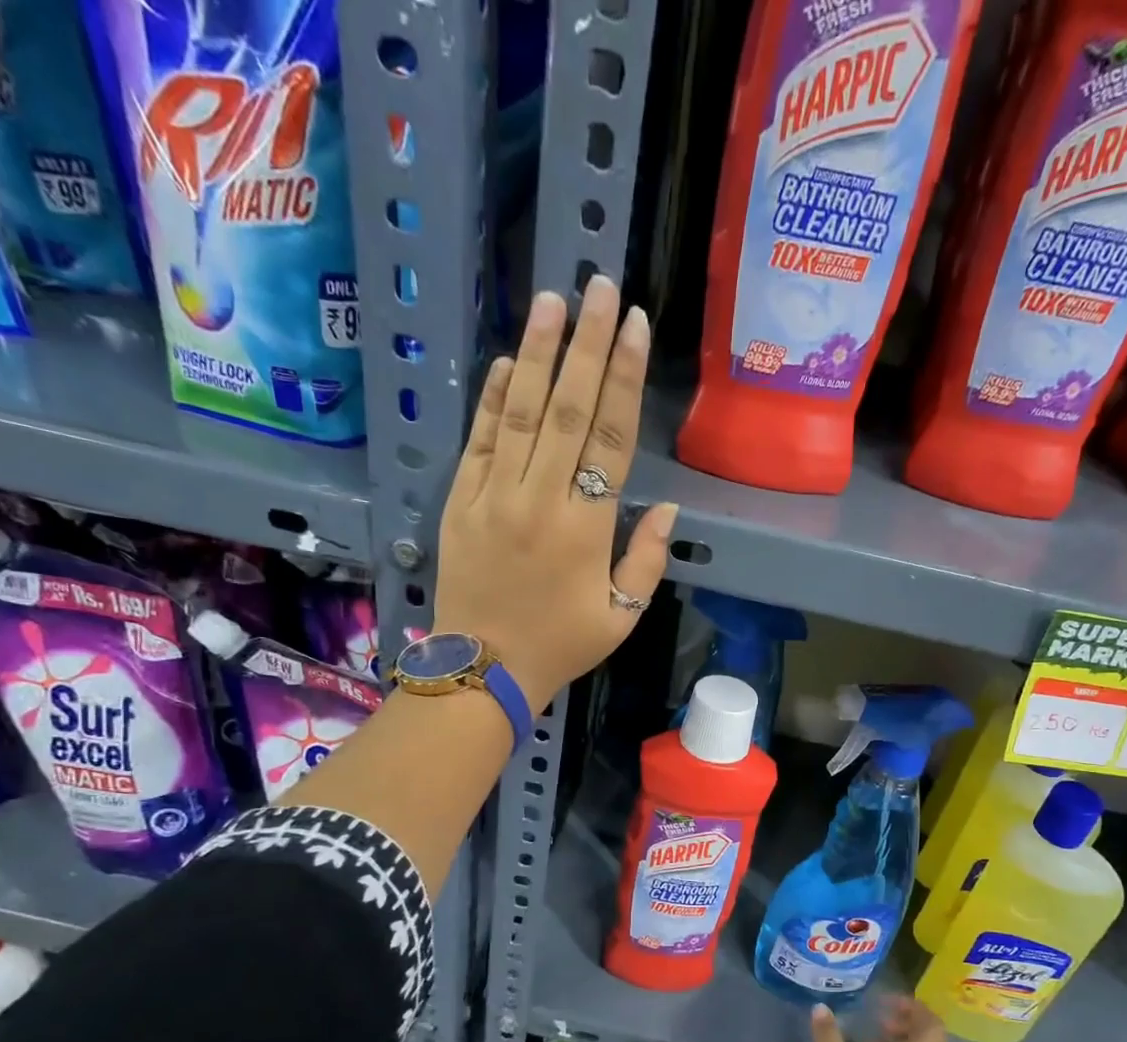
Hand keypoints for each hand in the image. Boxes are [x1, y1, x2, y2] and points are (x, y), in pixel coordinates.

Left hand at [432, 275, 676, 712]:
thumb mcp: (621, 617)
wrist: (484, 670)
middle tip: (602, 287)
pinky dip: (494, 399)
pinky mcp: (461, 502)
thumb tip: (665, 507)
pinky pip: (480, 442)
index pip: (611, 439)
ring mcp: (495, 497)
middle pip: (569, 411)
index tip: (636, 327)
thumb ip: (646, 560)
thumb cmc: (561, 645)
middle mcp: (540, 500)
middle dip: (589, 346)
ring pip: (521, 414)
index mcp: (586, 529)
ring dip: (540, 355)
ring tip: (554, 300)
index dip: (626, 380)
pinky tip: (511, 362)